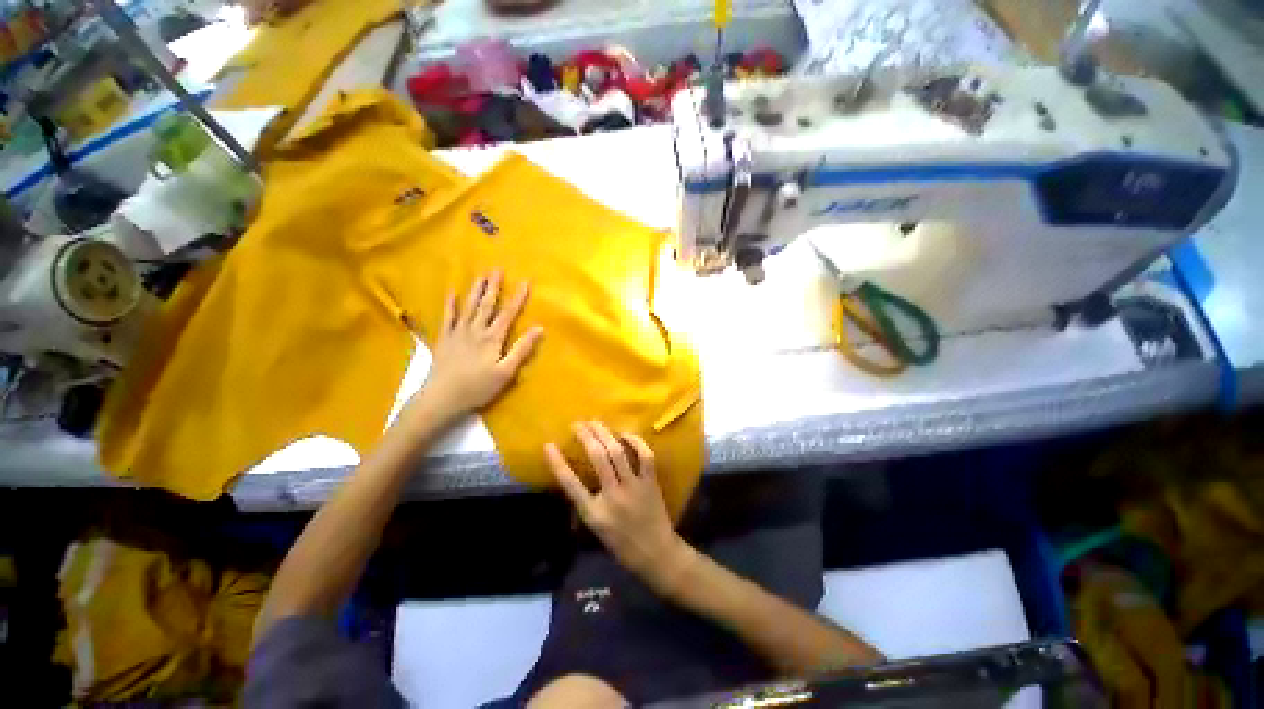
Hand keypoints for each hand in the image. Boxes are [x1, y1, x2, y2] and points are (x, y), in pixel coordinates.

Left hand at [416, 271, 542, 425]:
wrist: (441, 397)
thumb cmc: (478, 387)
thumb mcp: (506, 372)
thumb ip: (522, 349)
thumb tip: (539, 328)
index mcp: (493, 338)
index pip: (509, 313)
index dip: (518, 297)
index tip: (526, 282)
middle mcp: (476, 330)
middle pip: (487, 304)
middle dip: (494, 286)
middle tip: (497, 268)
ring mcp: (458, 333)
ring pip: (469, 306)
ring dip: (476, 290)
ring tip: (481, 275)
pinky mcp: (445, 339)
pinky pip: (447, 317)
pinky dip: (450, 304)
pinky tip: (451, 293)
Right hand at [546, 422, 691, 589]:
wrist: (656, 554)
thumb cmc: (622, 544)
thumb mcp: (596, 529)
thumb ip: (586, 503)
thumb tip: (575, 478)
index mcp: (594, 513)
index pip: (570, 484)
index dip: (557, 463)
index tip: (548, 445)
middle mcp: (613, 496)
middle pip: (597, 458)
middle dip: (586, 436)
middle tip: (577, 424)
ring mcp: (634, 487)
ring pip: (617, 452)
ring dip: (605, 433)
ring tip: (595, 422)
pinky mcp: (650, 482)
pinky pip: (644, 456)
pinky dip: (635, 441)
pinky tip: (624, 434)